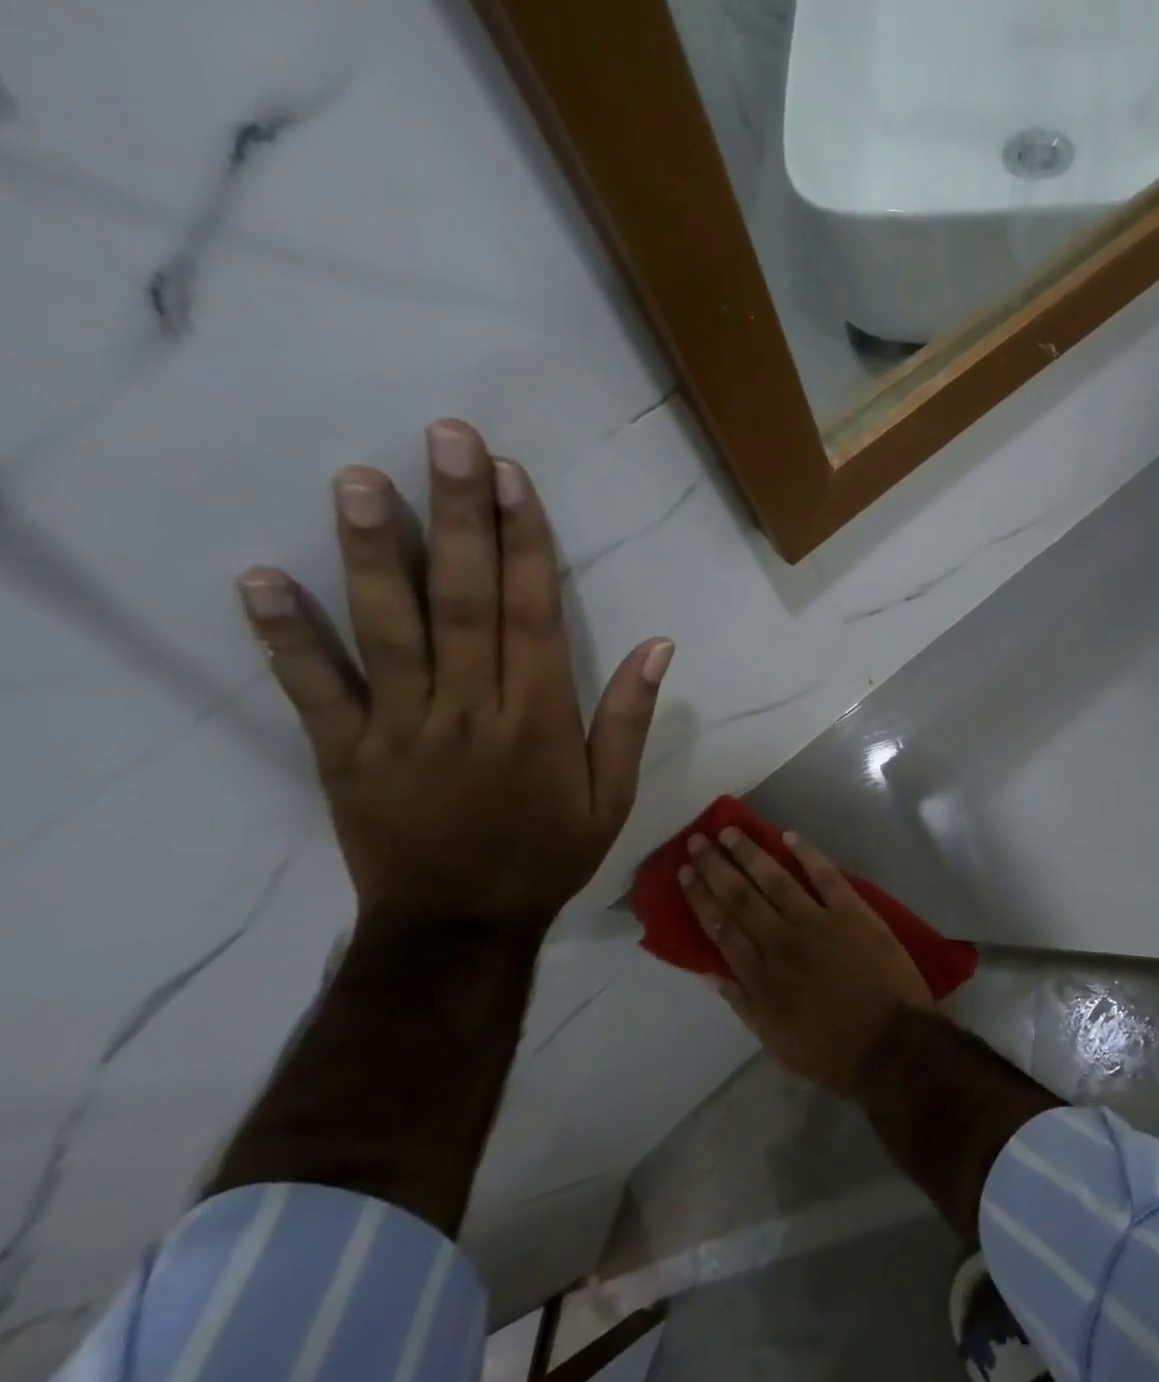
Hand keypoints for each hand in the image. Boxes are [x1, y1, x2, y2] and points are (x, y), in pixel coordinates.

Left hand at [236, 419, 672, 934]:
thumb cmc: (548, 854)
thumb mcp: (614, 796)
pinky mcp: (344, 753)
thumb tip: (659, 645)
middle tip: (447, 441)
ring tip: (358, 480)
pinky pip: (313, 690)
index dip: (524, 541)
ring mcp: (400, 729)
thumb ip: (631, 719)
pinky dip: (285, 636)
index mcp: (538, 719)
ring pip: (387, 630)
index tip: (513, 478)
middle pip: (462, 600)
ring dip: (370, 552)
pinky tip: (260, 578)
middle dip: (457, 516)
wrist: (460, 925)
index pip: (532, 612)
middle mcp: (470, 710)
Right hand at [680, 828, 933, 1092]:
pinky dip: (807, 854)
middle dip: (716, 867)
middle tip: (698, 841)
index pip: (720, 927)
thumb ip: (743, 1002)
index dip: (700, 898)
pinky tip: (789, 836)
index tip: (685, 873)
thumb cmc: (831, 1051)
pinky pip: (826, 875)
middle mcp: (781, 940)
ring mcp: (818, 922)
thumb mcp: (775, 1040)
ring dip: (750, 853)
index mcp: (759, 975)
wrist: (891, 1044)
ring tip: (730, 831)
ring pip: (775, 879)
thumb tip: (711, 972)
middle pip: (740, 896)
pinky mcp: (853, 912)